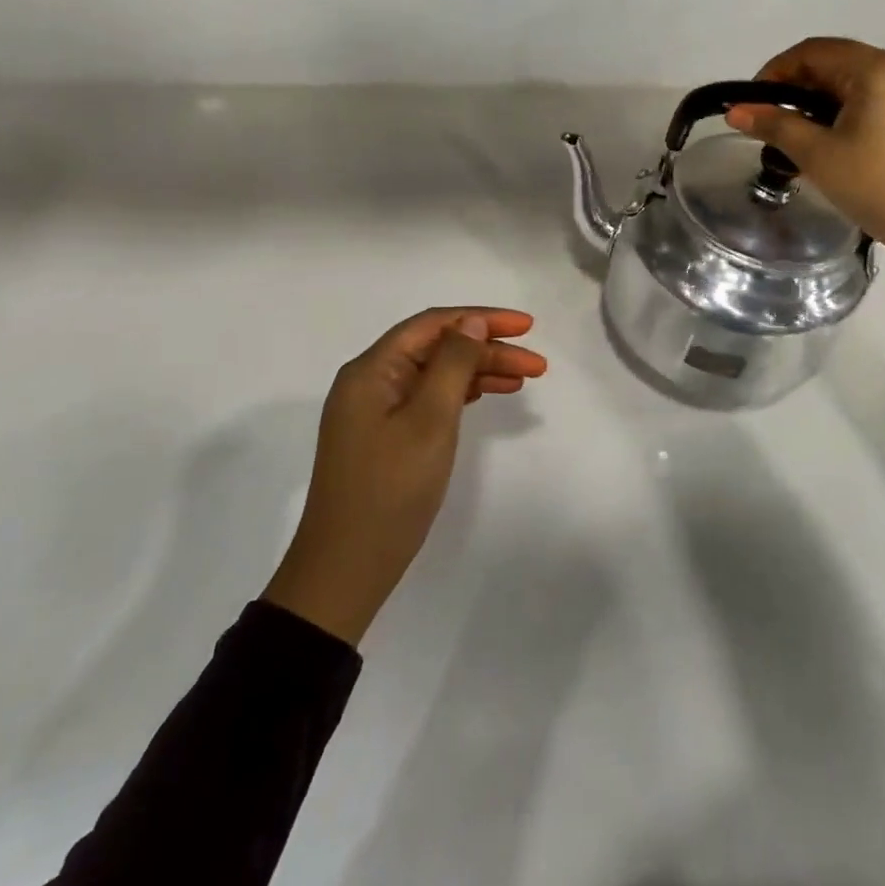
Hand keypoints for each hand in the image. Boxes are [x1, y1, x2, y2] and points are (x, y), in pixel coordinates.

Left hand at [263, 308, 546, 645]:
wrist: (346, 567)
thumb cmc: (391, 489)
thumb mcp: (429, 421)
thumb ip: (453, 365)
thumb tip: (470, 321)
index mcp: (371, 370)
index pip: (433, 324)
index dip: (482, 318)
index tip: (527, 326)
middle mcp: (369, 382)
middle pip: (436, 349)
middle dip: (487, 349)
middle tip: (537, 365)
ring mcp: (374, 412)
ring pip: (435, 375)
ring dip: (478, 372)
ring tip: (523, 379)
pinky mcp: (383, 437)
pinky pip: (427, 400)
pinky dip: (460, 395)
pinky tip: (487, 395)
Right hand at [725, 37, 884, 285]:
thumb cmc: (878, 186)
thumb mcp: (819, 156)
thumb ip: (775, 127)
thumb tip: (734, 110)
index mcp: (874, 69)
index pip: (811, 52)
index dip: (774, 73)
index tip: (752, 106)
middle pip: (832, 63)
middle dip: (794, 90)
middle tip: (770, 126)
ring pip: (850, 84)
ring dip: (816, 104)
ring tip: (795, 140)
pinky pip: (870, 100)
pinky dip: (841, 114)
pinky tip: (828, 145)